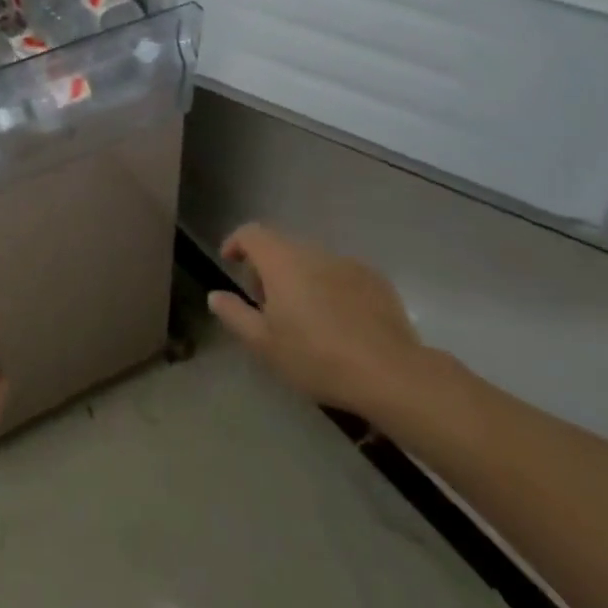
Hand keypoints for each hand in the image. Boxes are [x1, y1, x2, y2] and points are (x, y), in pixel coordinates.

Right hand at [208, 224, 427, 417]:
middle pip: (281, 247)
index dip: (236, 243)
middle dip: (267, 268)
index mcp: (282, 261)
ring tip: (303, 318)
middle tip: (266, 305)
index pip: (251, 233)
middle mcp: (314, 252)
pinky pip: (341, 275)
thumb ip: (234, 314)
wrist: (391, 374)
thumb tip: (215, 295)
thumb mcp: (264, 343)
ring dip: (299, 279)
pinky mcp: (376, 281)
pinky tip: (337, 323)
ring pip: (312, 261)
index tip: (230, 264)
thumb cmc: (316, 357)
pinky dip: (329, 288)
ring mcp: (348, 264)